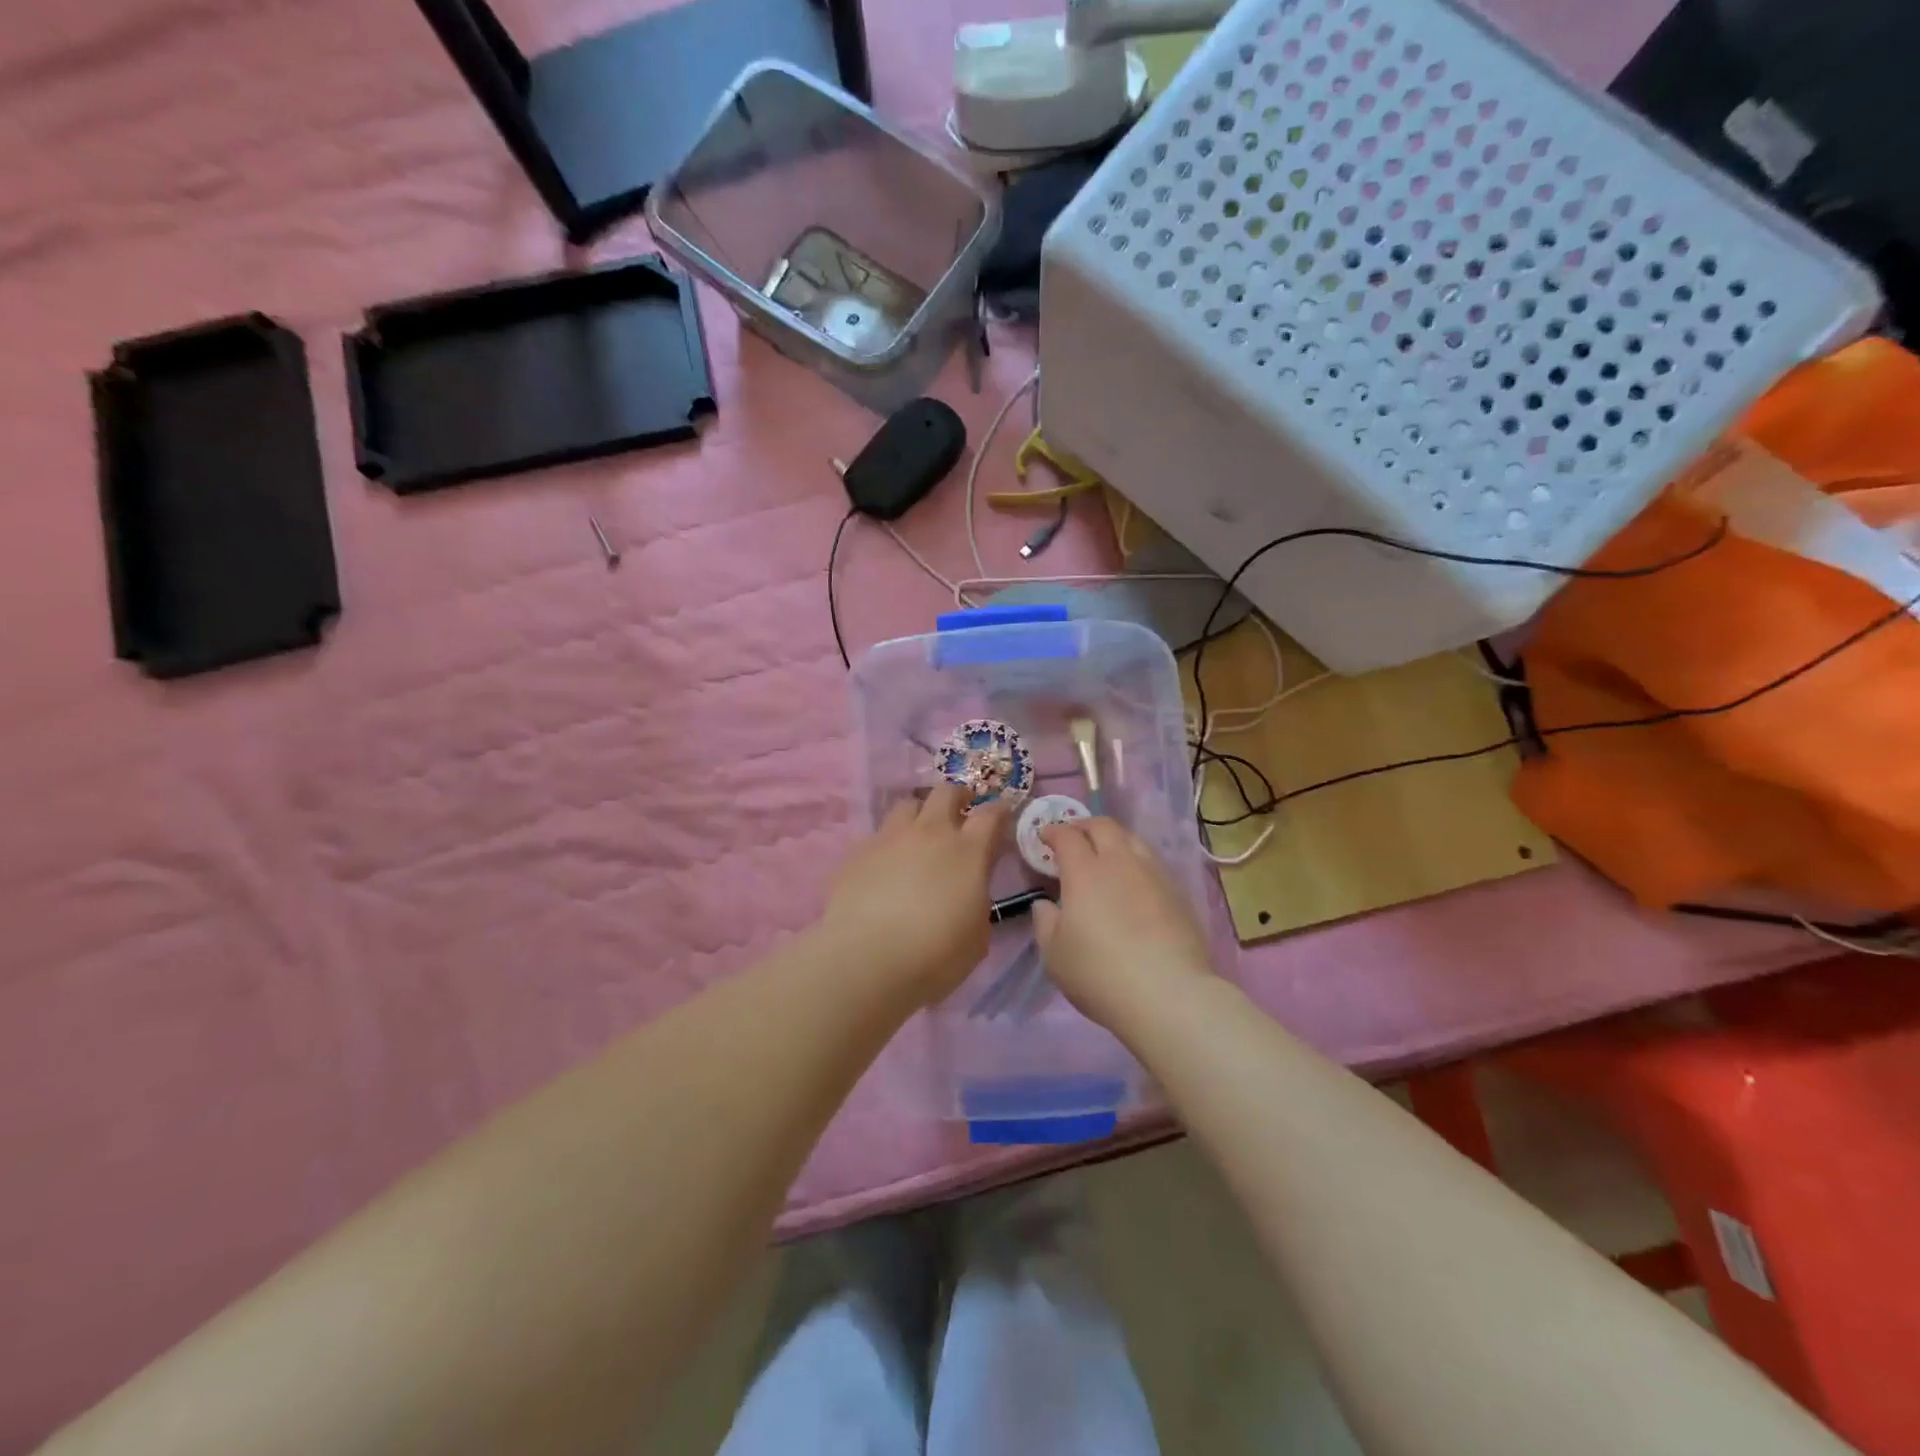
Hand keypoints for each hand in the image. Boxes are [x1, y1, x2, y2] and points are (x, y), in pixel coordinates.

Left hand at [820, 785, 1009, 1004]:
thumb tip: (969, 892)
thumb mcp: (976, 937)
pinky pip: (878, 835)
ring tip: (919, 835)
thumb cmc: (934, 955)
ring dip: (920, 814)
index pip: (990, 814)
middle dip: (958, 797)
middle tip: (961, 812)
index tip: (1003, 814)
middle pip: (946, 792)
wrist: (865, 959)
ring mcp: (890, 838)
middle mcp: (930, 833)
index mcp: (968, 852)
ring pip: (908, 805)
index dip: (999, 810)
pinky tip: (885, 867)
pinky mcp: (857, 852)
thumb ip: (977, 902)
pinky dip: (889, 844)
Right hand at [1032, 817, 1216, 1031]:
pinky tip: (1133, 881)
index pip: (1067, 836)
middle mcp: (1121, 862)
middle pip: (1104, 826)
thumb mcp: (1055, 955)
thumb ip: (1045, 922)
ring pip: (1133, 839)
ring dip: (1114, 839)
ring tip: (1106, 854)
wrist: (1169, 995)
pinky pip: (1152, 863)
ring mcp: (1154, 875)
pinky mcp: (1178, 893)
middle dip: (1085, 825)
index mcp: (1085, 872)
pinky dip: (1136, 861)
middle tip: (1074, 837)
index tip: (1045, 837)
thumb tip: (1046, 903)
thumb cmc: (1100, 974)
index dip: (1053, 832)